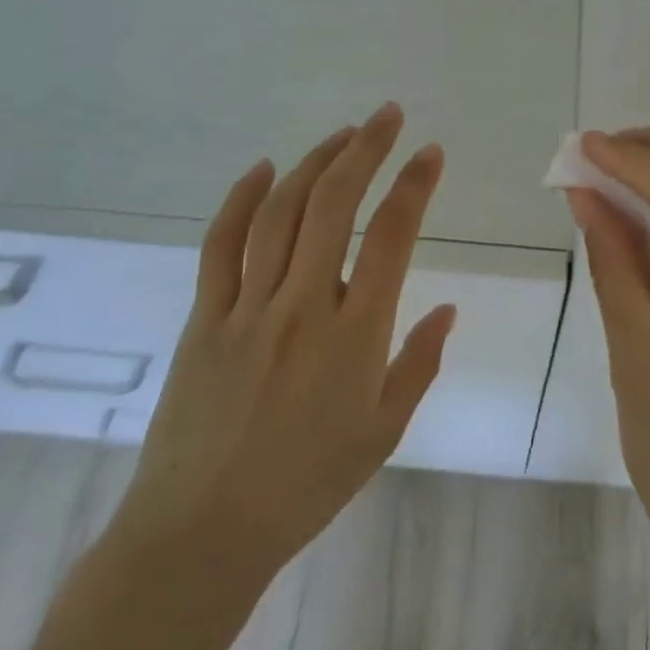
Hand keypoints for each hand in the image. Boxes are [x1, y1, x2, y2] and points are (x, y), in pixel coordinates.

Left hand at [110, 103, 455, 583]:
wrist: (202, 532)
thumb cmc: (306, 486)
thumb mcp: (382, 432)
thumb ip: (419, 363)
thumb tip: (448, 309)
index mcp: (354, 335)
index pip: (391, 237)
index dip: (414, 186)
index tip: (430, 153)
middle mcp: (302, 306)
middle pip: (334, 205)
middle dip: (365, 149)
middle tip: (387, 116)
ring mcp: (247, 307)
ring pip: (280, 212)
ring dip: (314, 163)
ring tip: (341, 135)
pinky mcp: (205, 317)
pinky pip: (221, 244)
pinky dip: (242, 199)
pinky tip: (264, 169)